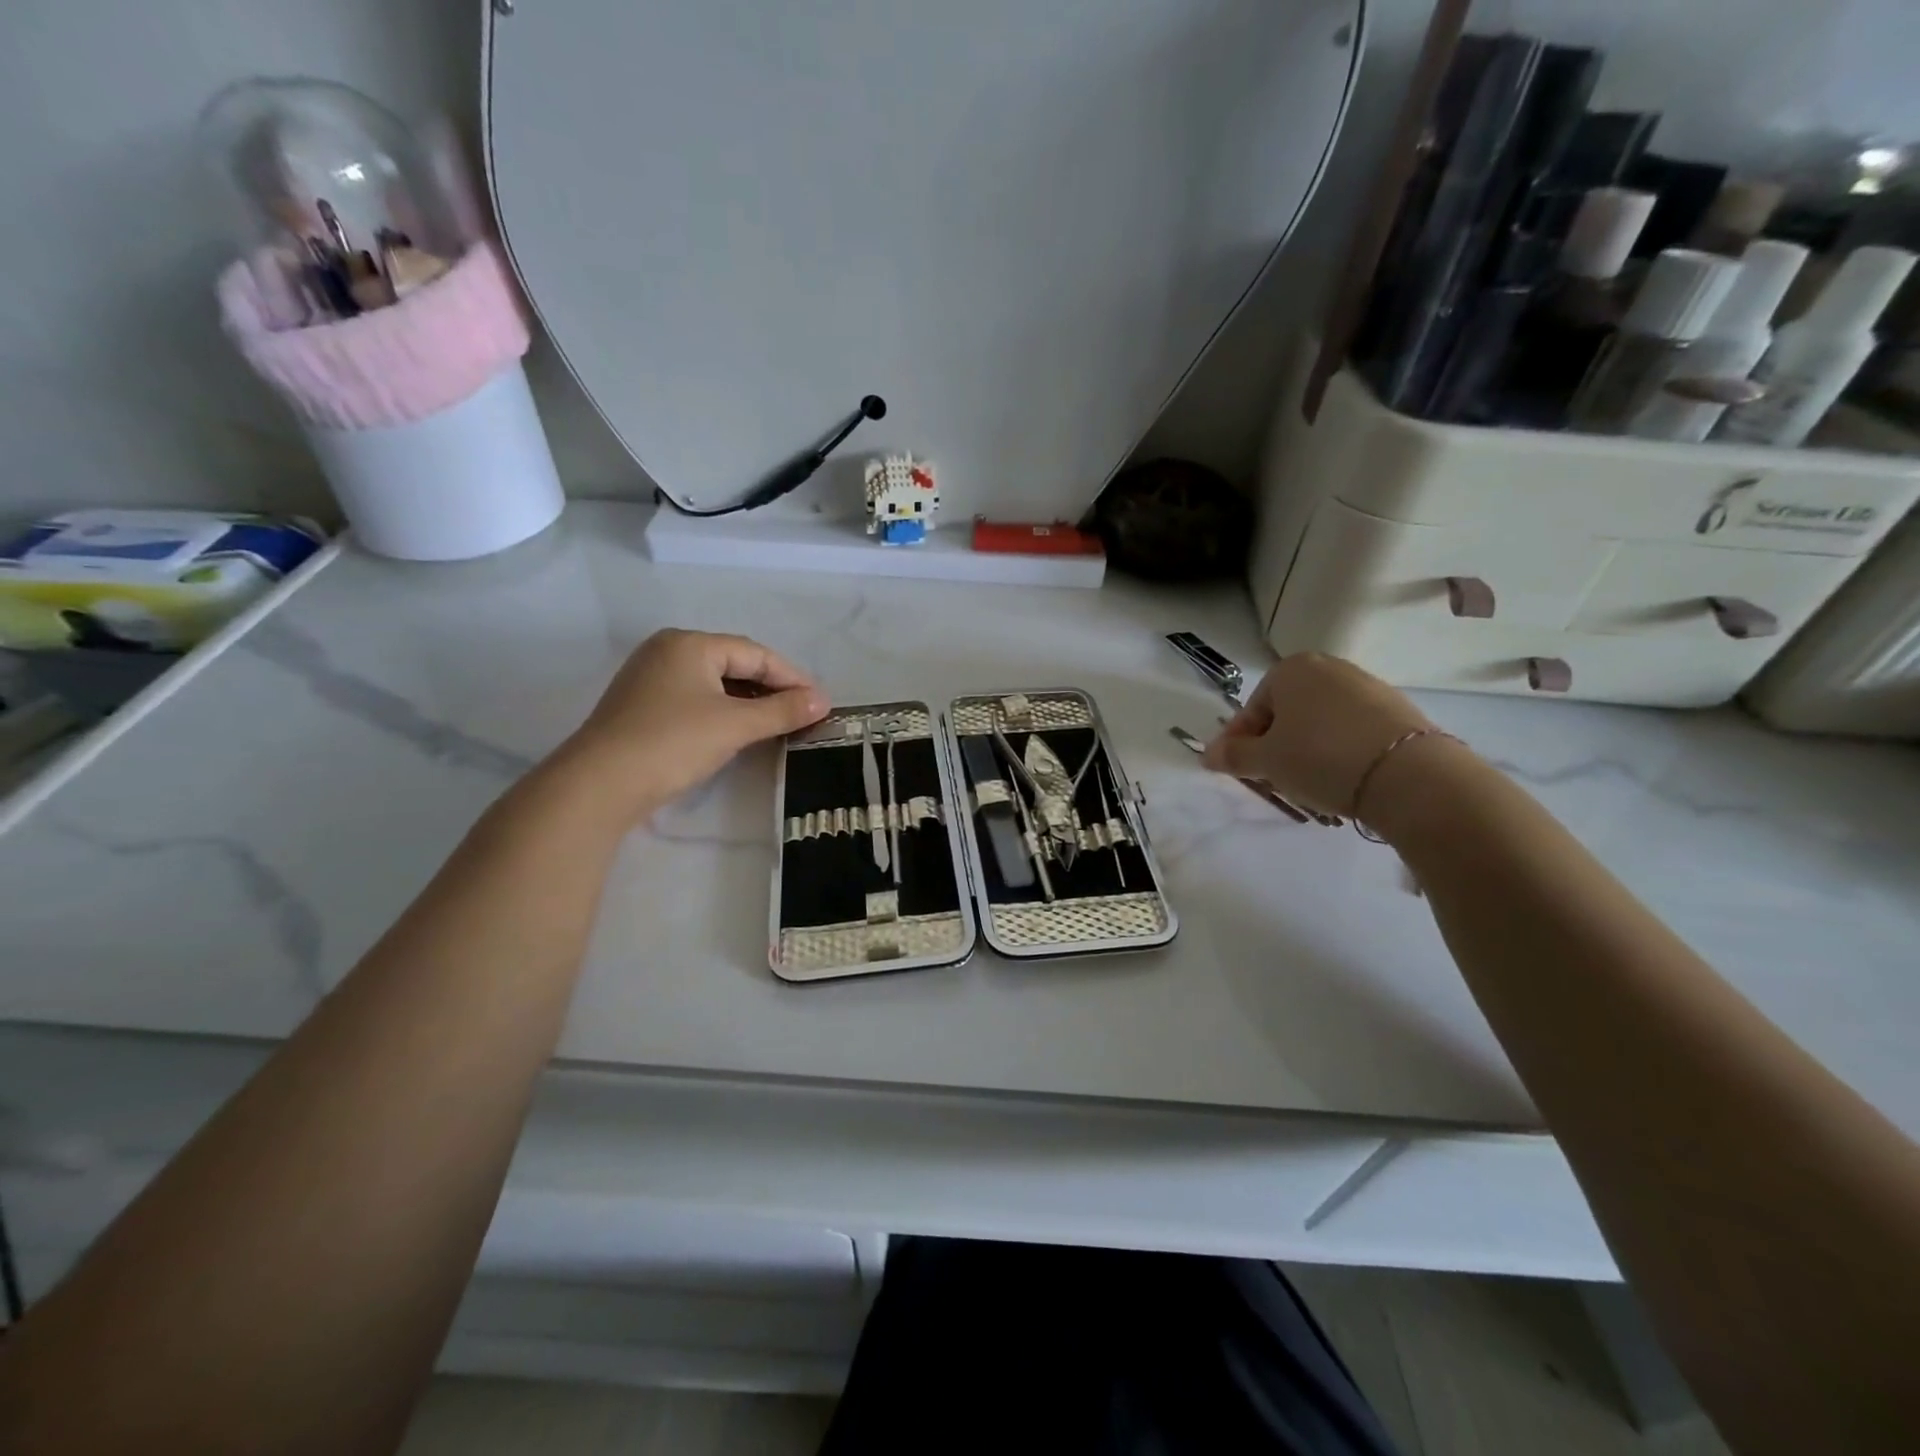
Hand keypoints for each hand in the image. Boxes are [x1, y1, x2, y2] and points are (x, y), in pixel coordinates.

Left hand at [555, 630, 828, 820]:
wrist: (600, 784)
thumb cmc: (673, 742)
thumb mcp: (735, 725)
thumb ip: (782, 710)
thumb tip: (823, 701)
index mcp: (690, 643)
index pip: (755, 653)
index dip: (792, 677)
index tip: (820, 702)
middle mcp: (668, 651)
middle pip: (734, 664)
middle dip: (771, 688)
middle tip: (802, 713)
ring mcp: (650, 678)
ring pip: (714, 683)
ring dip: (749, 702)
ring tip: (778, 723)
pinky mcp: (642, 705)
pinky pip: (695, 699)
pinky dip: (723, 711)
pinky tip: (738, 731)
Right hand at [1202, 653, 1435, 817]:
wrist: (1407, 774)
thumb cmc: (1319, 758)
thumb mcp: (1266, 762)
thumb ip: (1233, 756)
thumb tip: (1207, 755)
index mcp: (1290, 669)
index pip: (1252, 710)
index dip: (1239, 744)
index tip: (1238, 772)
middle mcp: (1328, 667)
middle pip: (1286, 713)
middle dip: (1275, 745)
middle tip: (1273, 779)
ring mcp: (1366, 685)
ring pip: (1319, 722)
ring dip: (1306, 750)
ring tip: (1310, 783)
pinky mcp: (1396, 709)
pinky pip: (1351, 730)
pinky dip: (1339, 751)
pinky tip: (1342, 778)